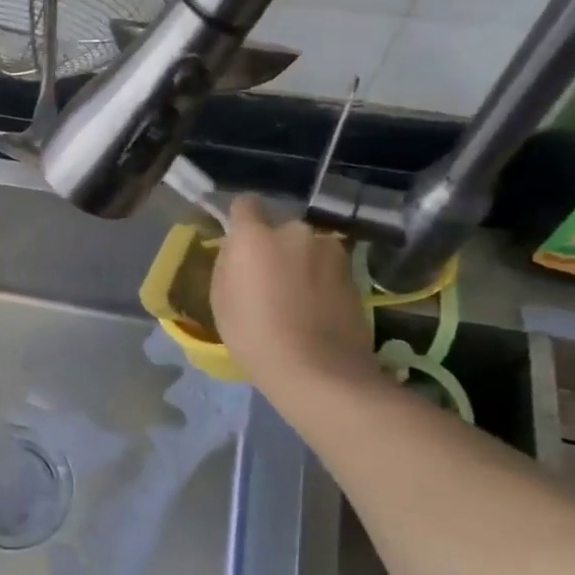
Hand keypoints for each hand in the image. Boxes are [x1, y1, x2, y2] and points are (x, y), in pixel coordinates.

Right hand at [210, 195, 384, 408]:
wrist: (318, 370)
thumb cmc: (254, 335)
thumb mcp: (221, 300)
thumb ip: (228, 264)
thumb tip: (236, 251)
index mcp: (254, 236)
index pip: (245, 204)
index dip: (241, 220)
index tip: (239, 242)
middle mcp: (294, 231)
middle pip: (279, 230)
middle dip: (274, 247)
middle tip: (269, 280)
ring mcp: (329, 250)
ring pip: (307, 248)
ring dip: (301, 263)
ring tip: (296, 298)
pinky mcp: (353, 273)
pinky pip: (327, 267)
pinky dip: (320, 280)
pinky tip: (316, 309)